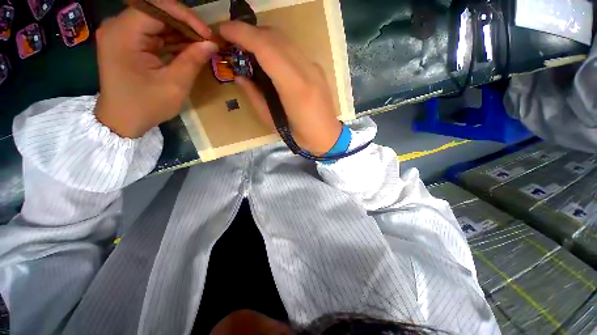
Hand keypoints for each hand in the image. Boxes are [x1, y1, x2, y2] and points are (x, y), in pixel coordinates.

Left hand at [95, 2, 218, 137]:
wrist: (122, 120)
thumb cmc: (146, 105)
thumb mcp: (174, 85)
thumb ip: (192, 60)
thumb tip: (212, 43)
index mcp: (123, 34)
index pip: (156, 8)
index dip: (185, 17)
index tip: (208, 34)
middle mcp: (118, 26)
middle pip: (156, 11)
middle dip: (185, 24)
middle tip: (208, 40)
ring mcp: (121, 33)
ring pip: (157, 21)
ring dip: (181, 31)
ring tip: (202, 45)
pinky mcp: (127, 41)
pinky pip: (153, 32)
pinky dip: (172, 39)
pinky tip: (188, 48)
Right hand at [219, 22, 341, 155]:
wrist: (328, 136)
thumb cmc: (300, 136)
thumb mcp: (273, 123)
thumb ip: (255, 97)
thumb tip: (240, 76)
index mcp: (295, 87)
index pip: (266, 48)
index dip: (242, 34)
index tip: (223, 31)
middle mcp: (307, 70)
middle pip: (275, 37)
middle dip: (249, 32)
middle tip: (232, 41)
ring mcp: (314, 67)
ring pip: (285, 40)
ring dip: (262, 37)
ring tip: (247, 48)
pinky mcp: (317, 69)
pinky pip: (293, 49)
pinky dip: (276, 46)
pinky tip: (268, 58)